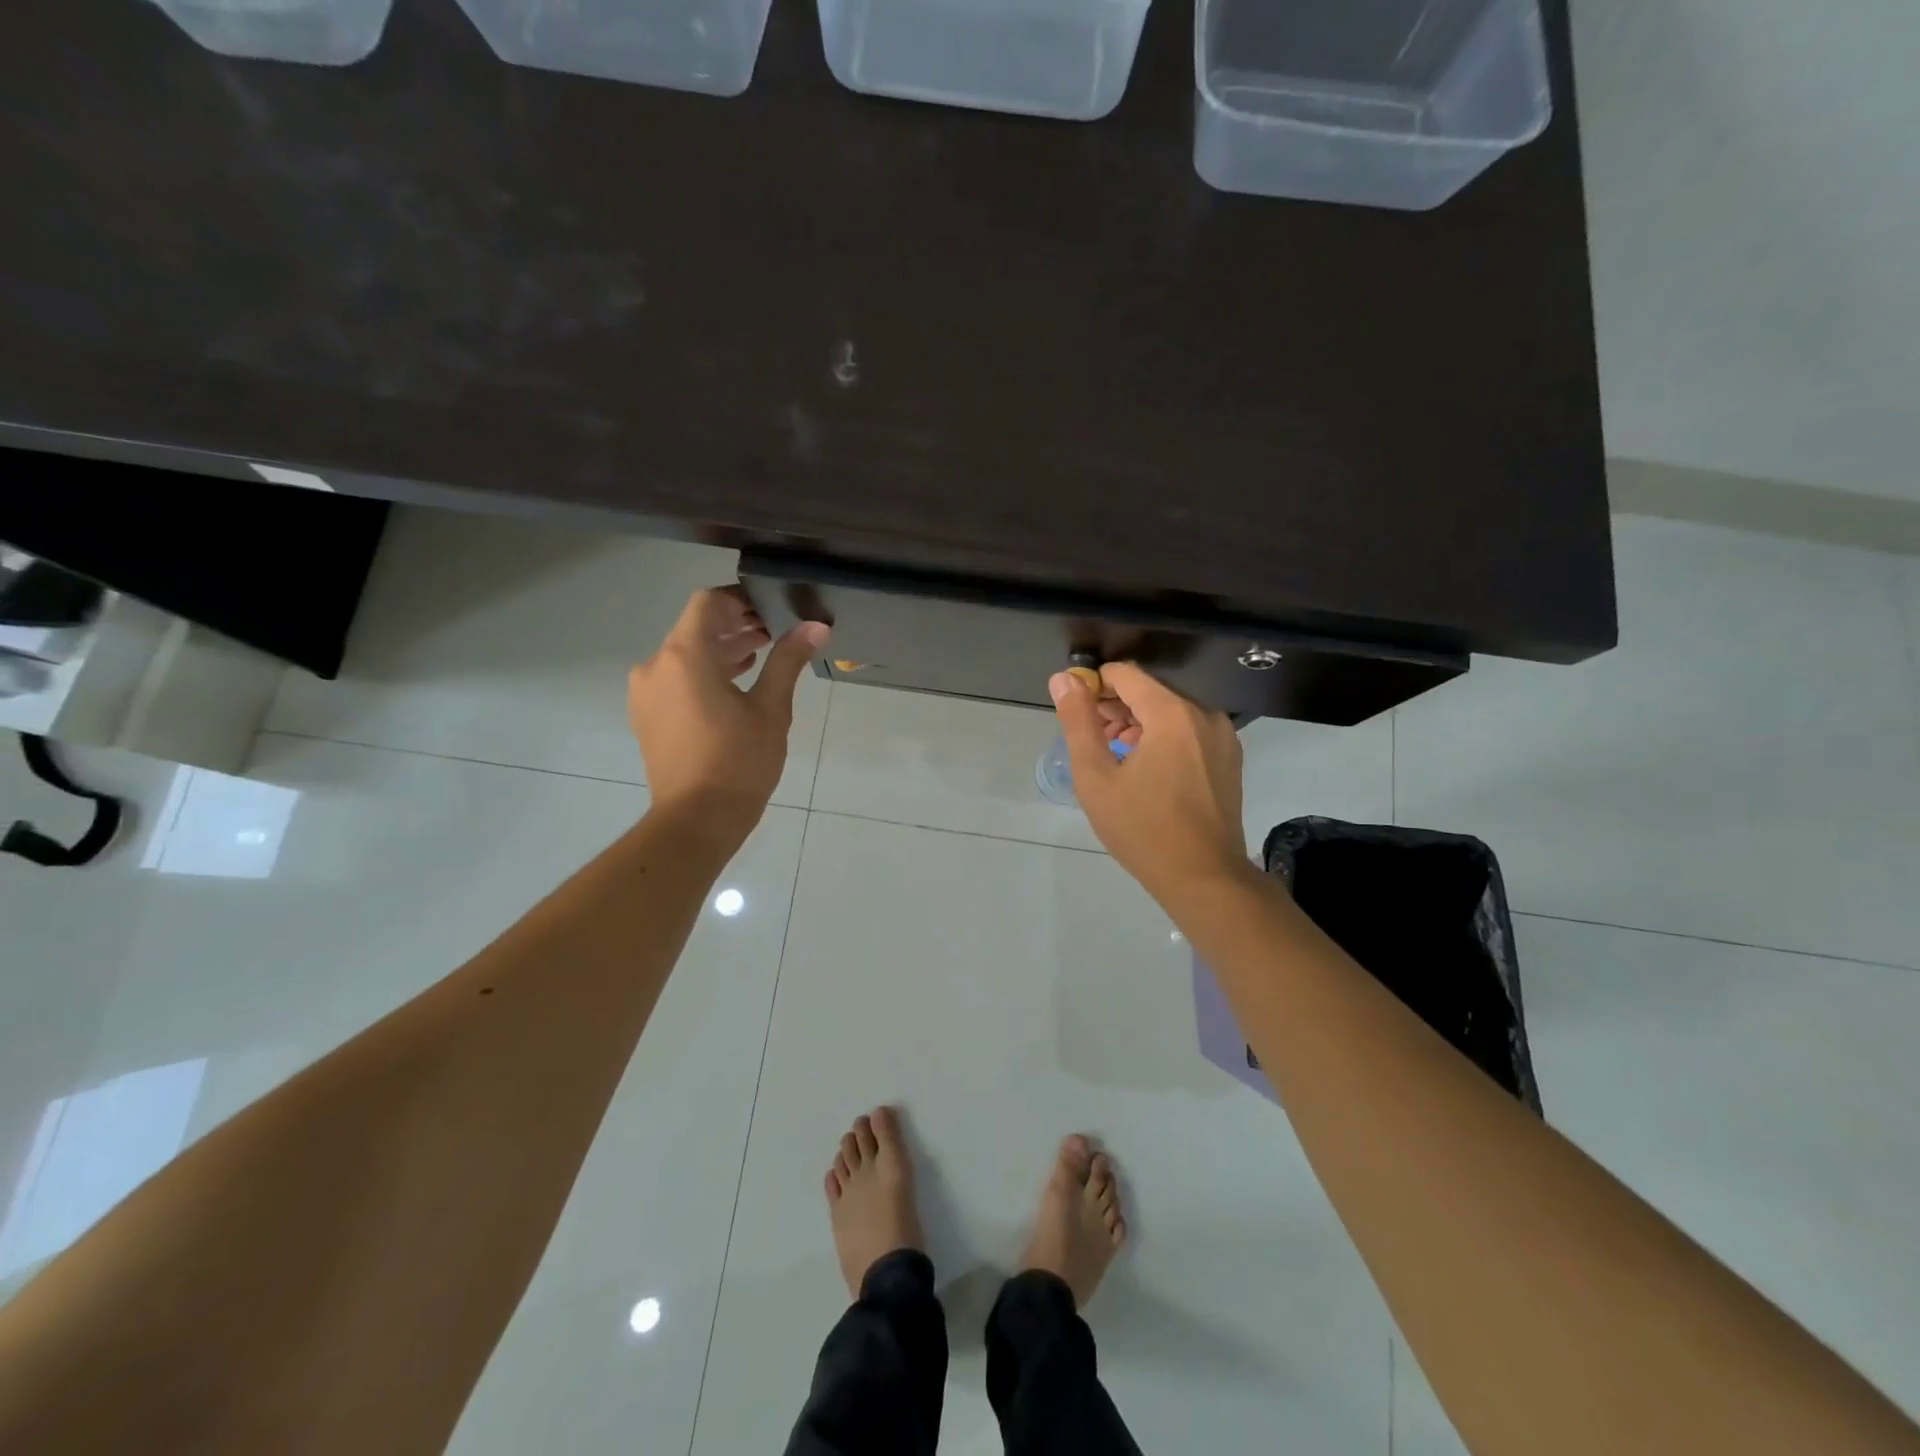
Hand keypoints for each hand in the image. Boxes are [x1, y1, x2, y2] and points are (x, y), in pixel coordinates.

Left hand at [629, 587, 829, 836]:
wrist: (696, 820)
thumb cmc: (739, 762)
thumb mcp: (770, 709)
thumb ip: (788, 660)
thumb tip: (816, 627)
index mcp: (685, 655)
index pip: (708, 603)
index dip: (740, 600)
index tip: (772, 611)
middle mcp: (656, 665)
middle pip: (695, 627)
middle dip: (734, 626)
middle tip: (774, 633)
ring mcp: (645, 692)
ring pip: (684, 653)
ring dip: (719, 650)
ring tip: (759, 657)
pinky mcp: (646, 715)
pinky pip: (674, 678)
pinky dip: (702, 673)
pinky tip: (733, 686)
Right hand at [1049, 663, 1251, 905]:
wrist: (1204, 878)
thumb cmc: (1142, 829)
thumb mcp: (1096, 777)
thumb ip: (1078, 722)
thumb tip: (1063, 680)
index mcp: (1172, 714)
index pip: (1125, 674)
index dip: (1094, 686)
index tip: (1077, 713)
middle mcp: (1204, 714)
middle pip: (1149, 691)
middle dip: (1115, 707)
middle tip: (1092, 739)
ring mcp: (1223, 736)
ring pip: (1170, 711)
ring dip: (1138, 724)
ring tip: (1114, 757)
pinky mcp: (1229, 757)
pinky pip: (1189, 731)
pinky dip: (1163, 738)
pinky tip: (1146, 770)